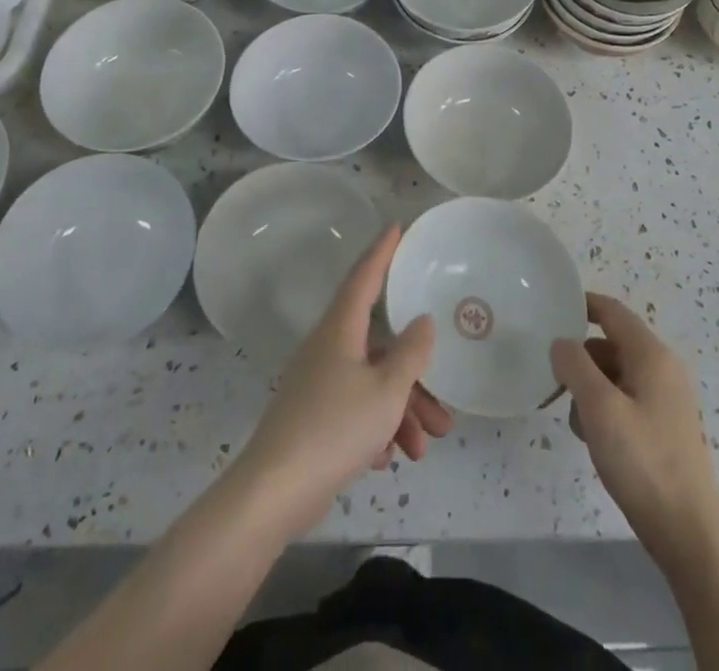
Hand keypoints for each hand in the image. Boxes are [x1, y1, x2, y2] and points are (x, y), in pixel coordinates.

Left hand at [234, 226, 452, 534]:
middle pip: (379, 347)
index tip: (396, 226)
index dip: (383, 250)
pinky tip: (390, 458)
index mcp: (341, 329)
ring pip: (371, 383)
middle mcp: (328, 347)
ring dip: (401, 411)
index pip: (365, 276)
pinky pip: (355, 409)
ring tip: (424, 448)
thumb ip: (411, 353)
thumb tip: (422, 321)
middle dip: (414, 377)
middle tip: (443, 409)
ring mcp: (317, 383)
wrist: (275, 491)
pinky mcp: (313, 417)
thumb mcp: (386, 390)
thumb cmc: (335, 427)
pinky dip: (376, 427)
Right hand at [551, 293, 718, 565]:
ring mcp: (665, 399)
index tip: (550, 310)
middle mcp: (662, 369)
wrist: (690, 533)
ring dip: (589, 388)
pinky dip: (604, 409)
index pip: (612, 311)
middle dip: (580, 358)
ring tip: (575, 420)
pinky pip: (625, 400)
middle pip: (611, 343)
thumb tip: (561, 342)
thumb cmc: (643, 462)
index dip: (581, 304)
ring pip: (615, 375)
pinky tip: (594, 439)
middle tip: (551, 379)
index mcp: (651, 355)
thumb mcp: (599, 408)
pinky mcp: (663, 427)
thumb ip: (574, 365)